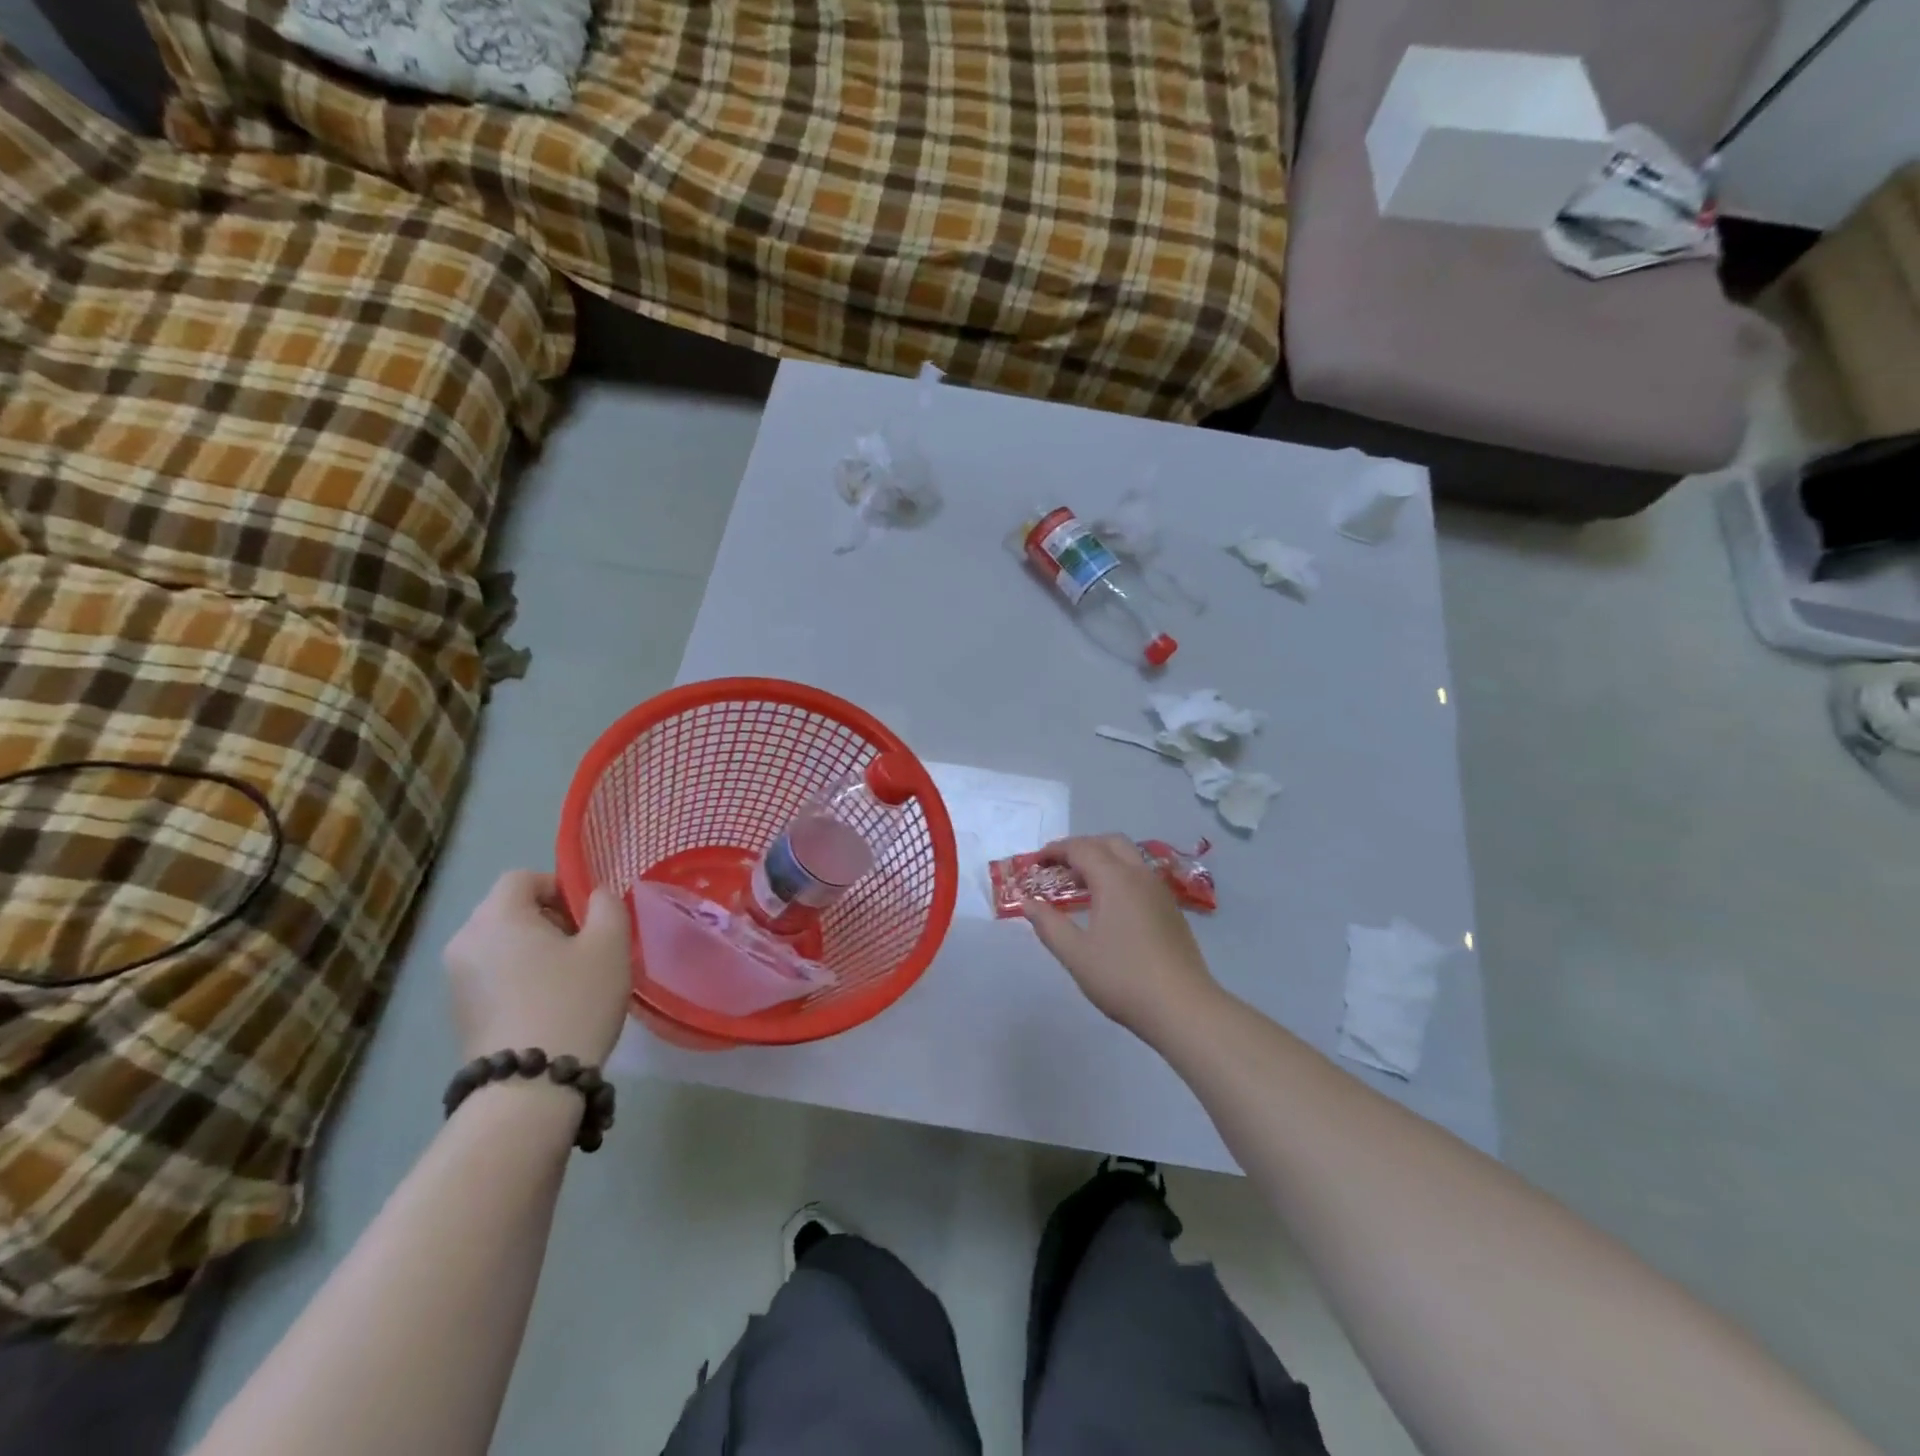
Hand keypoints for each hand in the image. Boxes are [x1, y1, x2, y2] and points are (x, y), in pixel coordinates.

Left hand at [444, 871, 631, 1064]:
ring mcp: (455, 980)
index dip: (559, 886)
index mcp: (497, 917)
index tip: (587, 916)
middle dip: (548, 919)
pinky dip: (518, 977)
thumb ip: (607, 905)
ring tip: (569, 978)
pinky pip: (492, 974)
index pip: (523, 878)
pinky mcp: (458, 1013)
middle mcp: (464, 941)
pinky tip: (548, 1004)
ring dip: (534, 949)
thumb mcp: (610, 944)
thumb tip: (595, 898)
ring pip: (501, 944)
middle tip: (585, 946)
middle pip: (509, 910)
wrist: (529, 1086)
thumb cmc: (574, 1001)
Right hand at [1020, 834, 1220, 1039]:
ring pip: (1129, 858)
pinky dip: (1119, 876)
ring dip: (1102, 860)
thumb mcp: (1075, 954)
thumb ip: (1048, 924)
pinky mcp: (1171, 909)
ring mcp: (1160, 891)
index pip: (1081, 848)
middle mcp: (1139, 875)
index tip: (1035, 862)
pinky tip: (1109, 907)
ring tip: (1080, 887)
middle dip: (1081, 848)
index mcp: (1115, 879)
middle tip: (1059, 868)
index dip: (1055, 850)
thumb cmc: (1123, 978)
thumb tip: (1027, 902)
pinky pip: (1140, 877)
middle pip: (1109, 842)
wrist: (1183, 1007)